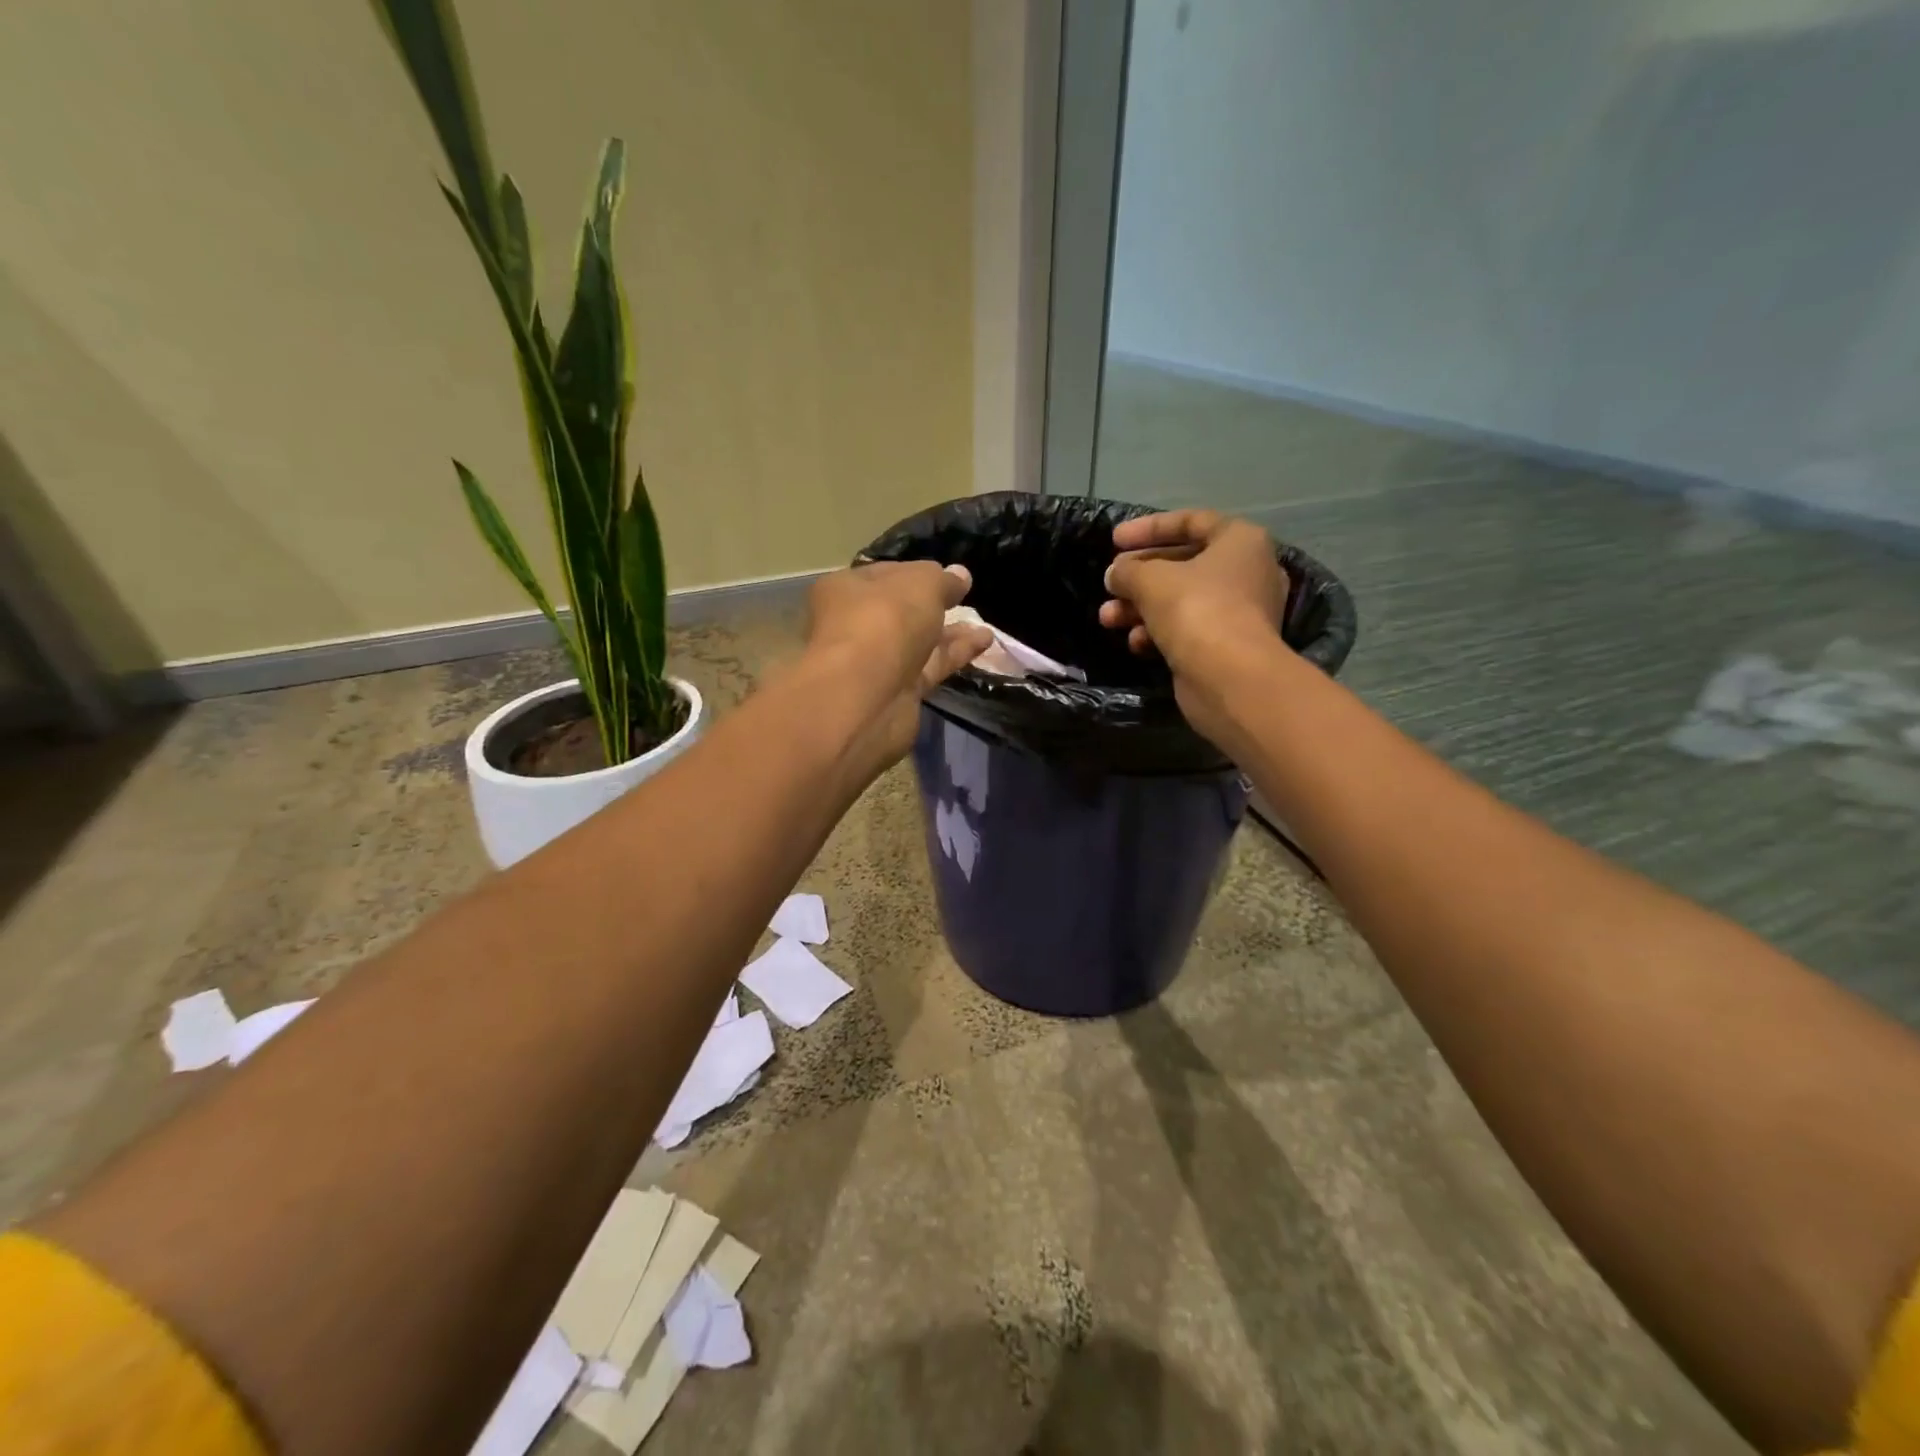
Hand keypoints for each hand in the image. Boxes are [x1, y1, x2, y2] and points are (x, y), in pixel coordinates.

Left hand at [805, 560, 993, 764]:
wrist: (868, 698)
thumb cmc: (885, 621)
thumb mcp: (921, 584)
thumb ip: (943, 580)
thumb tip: (960, 575)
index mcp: (846, 589)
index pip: (885, 575)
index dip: (918, 573)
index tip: (950, 576)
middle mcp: (855, 625)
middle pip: (900, 611)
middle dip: (934, 606)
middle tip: (966, 600)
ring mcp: (875, 662)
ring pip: (917, 642)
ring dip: (950, 633)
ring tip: (984, 626)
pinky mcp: (897, 692)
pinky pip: (929, 666)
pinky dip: (954, 654)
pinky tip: (984, 642)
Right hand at [1099, 511, 1289, 736]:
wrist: (1230, 678)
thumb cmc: (1195, 610)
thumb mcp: (1150, 579)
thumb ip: (1127, 570)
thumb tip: (1115, 575)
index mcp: (1240, 541)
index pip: (1191, 521)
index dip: (1148, 528)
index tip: (1114, 540)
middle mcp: (1247, 572)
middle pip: (1183, 564)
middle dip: (1139, 576)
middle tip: (1109, 583)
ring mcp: (1239, 612)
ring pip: (1181, 600)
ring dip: (1140, 607)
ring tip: (1107, 618)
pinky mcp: (1226, 646)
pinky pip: (1187, 629)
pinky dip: (1158, 632)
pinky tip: (1135, 643)